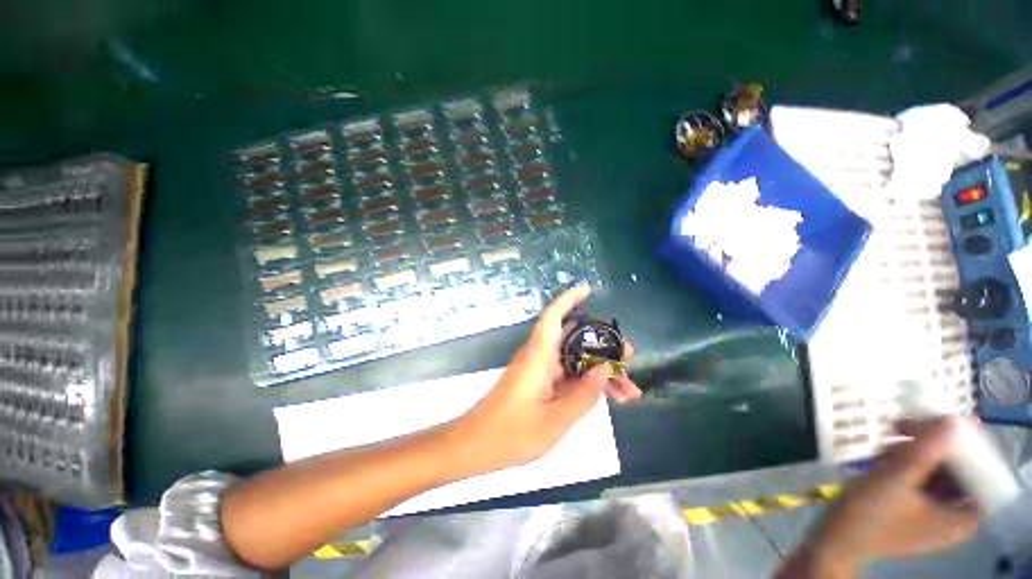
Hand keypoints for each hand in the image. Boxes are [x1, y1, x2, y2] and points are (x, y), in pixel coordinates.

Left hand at [450, 286, 640, 475]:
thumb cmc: (511, 433)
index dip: (569, 299)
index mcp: (539, 355)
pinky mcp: (538, 383)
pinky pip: (566, 375)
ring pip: (573, 360)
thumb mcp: (555, 420)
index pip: (554, 316)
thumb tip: (605, 370)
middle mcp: (539, 356)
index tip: (588, 291)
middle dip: (602, 345)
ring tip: (629, 389)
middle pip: (573, 339)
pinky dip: (586, 383)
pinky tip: (607, 398)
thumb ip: (583, 395)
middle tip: (629, 356)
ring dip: (598, 370)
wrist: (475, 446)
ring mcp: (539, 370)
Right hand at [802, 418, 979, 574]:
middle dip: (933, 448)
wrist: (834, 539)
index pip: (982, 474)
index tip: (943, 425)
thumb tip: (952, 420)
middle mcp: (955, 517)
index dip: (967, 447)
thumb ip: (924, 451)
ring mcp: (934, 515)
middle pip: (957, 471)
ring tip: (887, 444)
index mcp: (961, 518)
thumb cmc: (868, 514)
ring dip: (916, 453)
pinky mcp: (915, 511)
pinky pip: (922, 480)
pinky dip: (907, 464)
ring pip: (938, 473)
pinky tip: (885, 457)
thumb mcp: (894, 479)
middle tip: (905, 429)